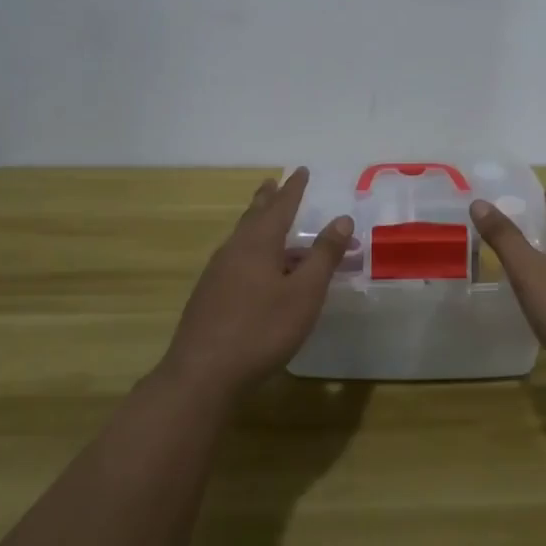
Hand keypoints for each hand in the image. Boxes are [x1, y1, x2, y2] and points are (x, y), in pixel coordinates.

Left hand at [160, 168, 353, 404]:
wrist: (202, 374)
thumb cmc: (261, 329)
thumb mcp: (304, 293)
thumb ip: (323, 255)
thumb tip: (342, 219)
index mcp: (258, 243)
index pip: (281, 206)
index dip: (294, 188)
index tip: (302, 170)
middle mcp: (234, 250)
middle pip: (254, 216)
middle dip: (268, 199)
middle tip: (273, 183)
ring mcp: (217, 273)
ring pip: (242, 238)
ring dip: (257, 224)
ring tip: (267, 220)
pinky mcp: (209, 296)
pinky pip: (236, 259)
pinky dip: (251, 250)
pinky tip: (254, 269)